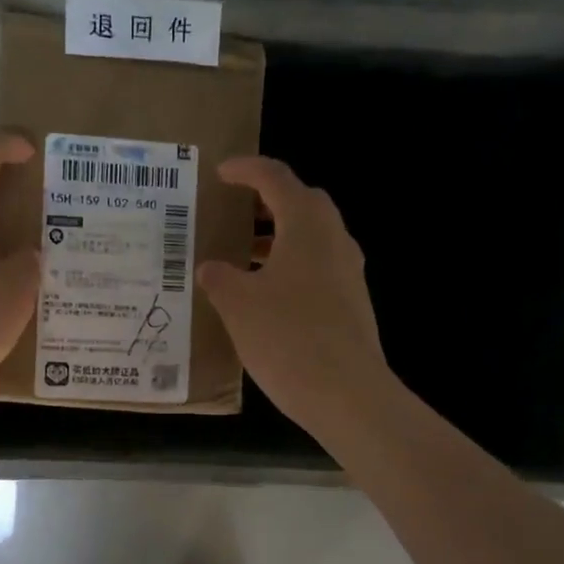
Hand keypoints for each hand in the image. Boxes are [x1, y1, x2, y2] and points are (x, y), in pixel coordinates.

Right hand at [198, 155, 392, 438]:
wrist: (347, 394)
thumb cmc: (287, 337)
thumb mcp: (238, 305)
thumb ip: (220, 278)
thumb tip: (211, 268)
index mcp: (307, 225)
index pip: (275, 179)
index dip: (246, 170)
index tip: (220, 173)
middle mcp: (335, 239)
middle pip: (302, 202)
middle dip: (267, 201)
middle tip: (235, 211)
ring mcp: (349, 272)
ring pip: (312, 237)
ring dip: (279, 237)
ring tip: (244, 255)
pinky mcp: (352, 302)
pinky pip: (319, 267)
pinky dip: (291, 265)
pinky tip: (267, 295)